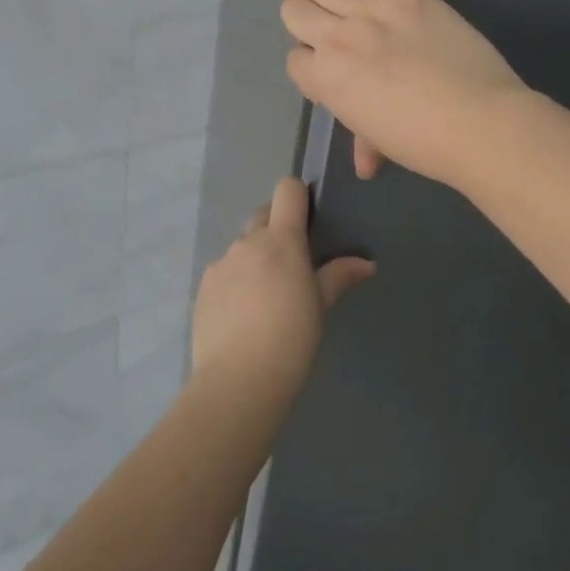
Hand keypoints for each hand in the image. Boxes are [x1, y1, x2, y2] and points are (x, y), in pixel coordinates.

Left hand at [192, 177, 374, 405]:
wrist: (239, 379)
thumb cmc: (291, 338)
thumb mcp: (321, 306)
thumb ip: (339, 276)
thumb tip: (367, 263)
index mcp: (280, 240)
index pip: (287, 190)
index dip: (299, 196)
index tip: (310, 218)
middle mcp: (247, 243)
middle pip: (263, 215)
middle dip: (277, 228)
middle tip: (292, 263)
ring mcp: (220, 264)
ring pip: (242, 248)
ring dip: (255, 259)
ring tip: (266, 298)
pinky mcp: (203, 288)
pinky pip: (223, 273)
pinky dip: (235, 282)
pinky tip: (243, 315)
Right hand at [281, 0, 527, 188]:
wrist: (479, 122)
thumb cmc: (424, 142)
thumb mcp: (381, 141)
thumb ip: (363, 139)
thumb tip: (365, 163)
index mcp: (325, 79)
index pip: (294, 59)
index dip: (311, 66)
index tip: (334, 72)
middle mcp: (337, 38)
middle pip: (294, 11)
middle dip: (307, 23)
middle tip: (335, 35)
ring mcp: (371, 10)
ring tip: (346, 3)